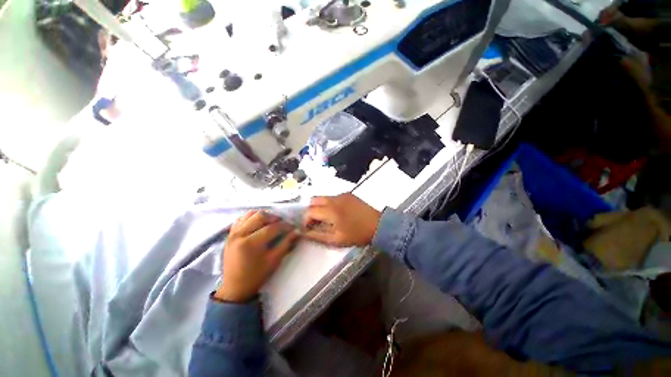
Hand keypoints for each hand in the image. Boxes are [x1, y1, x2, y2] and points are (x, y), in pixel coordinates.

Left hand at [214, 211, 299, 302]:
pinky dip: (251, 218)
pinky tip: (258, 224)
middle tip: (282, 223)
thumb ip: (286, 244)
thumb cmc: (256, 276)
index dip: (285, 226)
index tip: (293, 227)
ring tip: (271, 222)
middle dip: (274, 218)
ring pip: (250, 214)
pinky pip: (241, 219)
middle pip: (260, 216)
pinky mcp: (230, 234)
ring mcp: (232, 233)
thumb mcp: (274, 260)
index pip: (272, 228)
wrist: (235, 288)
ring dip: (263, 216)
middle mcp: (239, 234)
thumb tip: (298, 232)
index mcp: (250, 243)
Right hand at [302, 193, 380, 246]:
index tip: (308, 227)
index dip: (306, 219)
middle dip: (311, 210)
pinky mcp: (348, 194)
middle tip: (316, 221)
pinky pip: (333, 197)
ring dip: (320, 206)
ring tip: (327, 218)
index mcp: (331, 211)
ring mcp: (342, 194)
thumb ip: (317, 236)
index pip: (310, 211)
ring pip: (323, 197)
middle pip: (314, 200)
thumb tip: (304, 233)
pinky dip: (330, 204)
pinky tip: (338, 213)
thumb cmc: (357, 234)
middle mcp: (334, 199)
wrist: (378, 225)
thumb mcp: (336, 239)